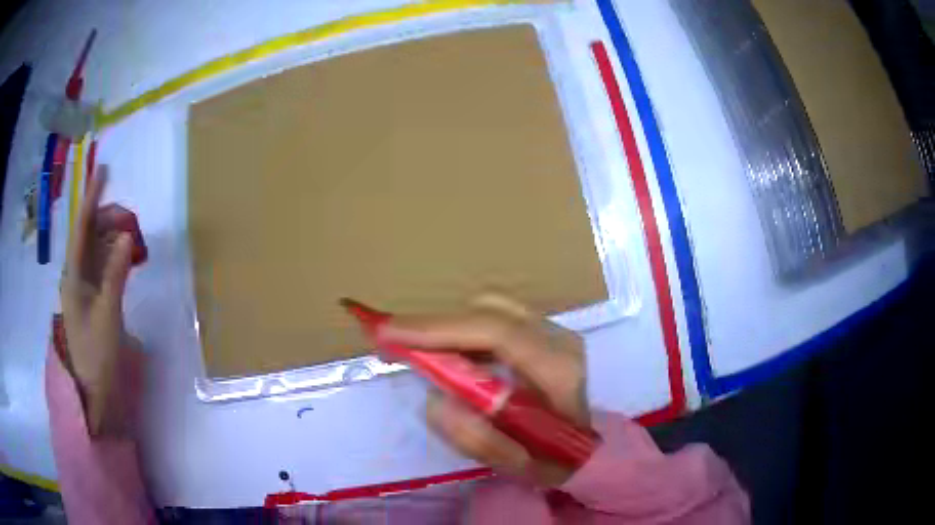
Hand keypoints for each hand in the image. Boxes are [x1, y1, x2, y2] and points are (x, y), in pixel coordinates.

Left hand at [60, 167, 139, 436]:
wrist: (93, 391)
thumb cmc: (96, 354)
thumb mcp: (107, 314)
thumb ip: (116, 273)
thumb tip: (128, 236)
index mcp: (73, 276)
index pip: (82, 228)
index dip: (91, 198)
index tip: (103, 171)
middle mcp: (76, 275)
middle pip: (90, 235)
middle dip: (108, 219)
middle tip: (132, 218)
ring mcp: (85, 288)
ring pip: (98, 250)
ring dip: (114, 238)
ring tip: (133, 234)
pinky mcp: (94, 299)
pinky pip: (104, 267)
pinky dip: (116, 257)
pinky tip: (128, 255)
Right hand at [378, 295, 588, 486]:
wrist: (589, 447)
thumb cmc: (558, 460)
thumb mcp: (518, 466)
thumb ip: (478, 440)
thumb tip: (436, 402)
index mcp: (559, 370)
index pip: (496, 332)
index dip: (438, 328)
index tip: (387, 332)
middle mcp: (559, 339)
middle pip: (488, 312)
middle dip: (434, 327)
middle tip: (391, 345)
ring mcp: (554, 331)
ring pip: (489, 311)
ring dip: (447, 329)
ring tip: (414, 352)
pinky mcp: (543, 332)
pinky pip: (494, 319)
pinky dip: (462, 332)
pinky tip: (445, 355)